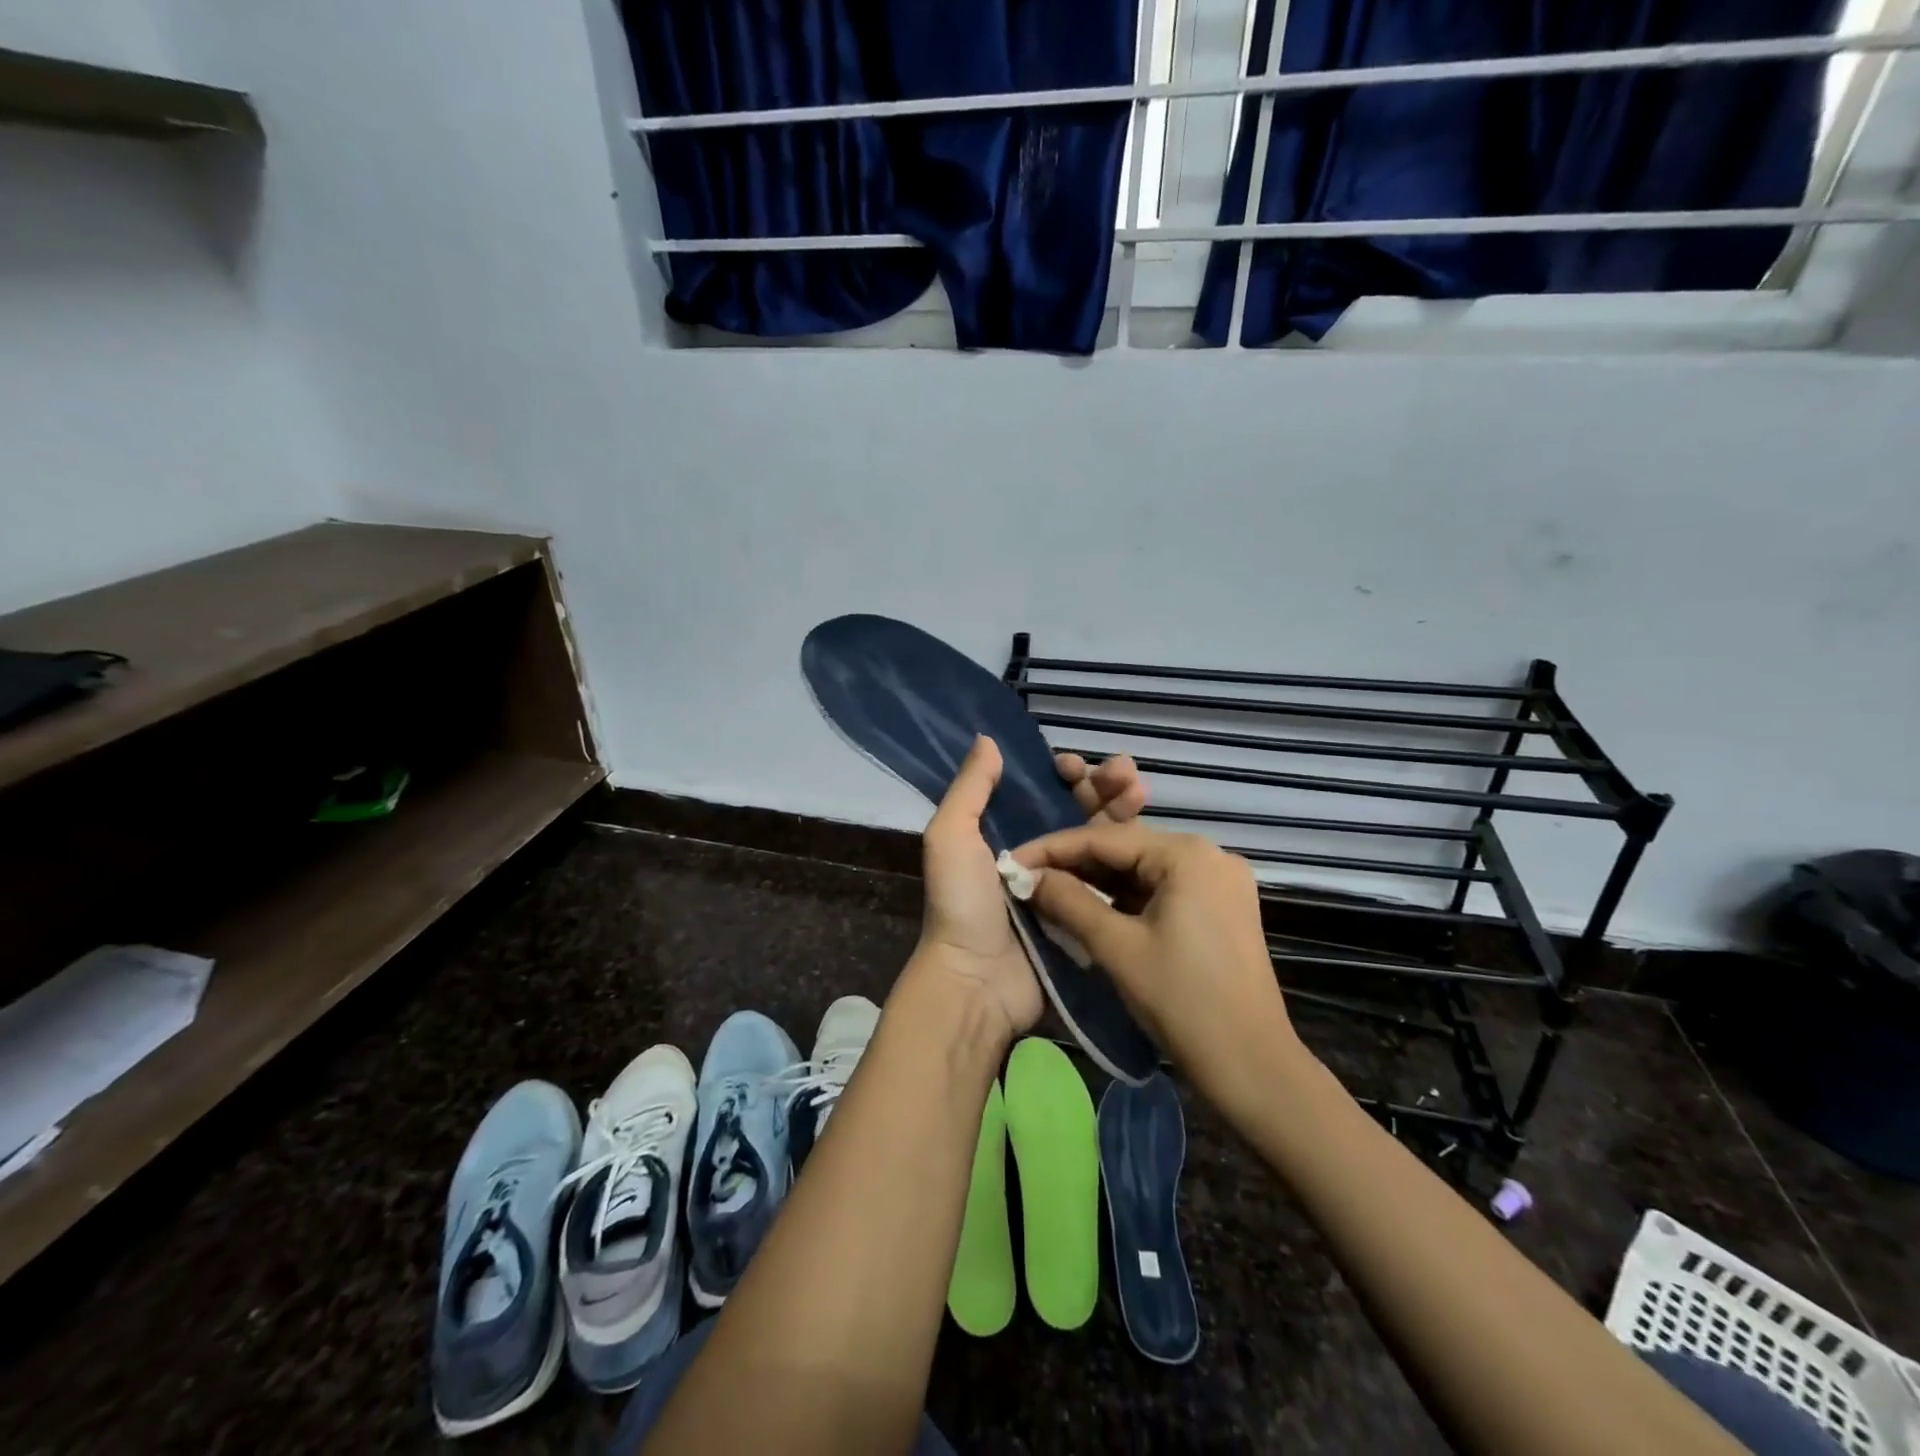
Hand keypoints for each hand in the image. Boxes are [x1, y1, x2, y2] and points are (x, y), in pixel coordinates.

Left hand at [914, 740, 1148, 1042]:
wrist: (978, 981)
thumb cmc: (962, 904)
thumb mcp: (951, 838)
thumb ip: (970, 790)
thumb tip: (988, 739)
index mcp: (1007, 832)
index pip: (1044, 791)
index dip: (1063, 774)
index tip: (1074, 766)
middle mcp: (1041, 853)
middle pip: (1081, 810)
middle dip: (1105, 786)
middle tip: (1126, 775)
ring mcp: (1069, 885)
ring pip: (1104, 839)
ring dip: (1123, 811)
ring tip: (1139, 793)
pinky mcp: (1090, 914)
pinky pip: (1115, 880)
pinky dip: (1131, 856)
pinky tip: (1148, 838)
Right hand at [1011, 823, 1302, 1114]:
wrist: (1252, 1066)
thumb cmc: (1182, 1001)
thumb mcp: (1117, 947)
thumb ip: (1068, 901)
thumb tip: (1026, 876)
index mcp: (1188, 854)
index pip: (1105, 838)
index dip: (1052, 849)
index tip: (1012, 862)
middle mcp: (1209, 854)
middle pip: (1126, 849)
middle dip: (1075, 864)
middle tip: (1027, 879)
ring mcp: (1219, 881)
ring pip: (1143, 870)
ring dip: (1098, 881)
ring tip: (1049, 892)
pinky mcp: (1221, 907)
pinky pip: (1162, 889)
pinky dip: (1125, 897)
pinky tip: (1091, 907)